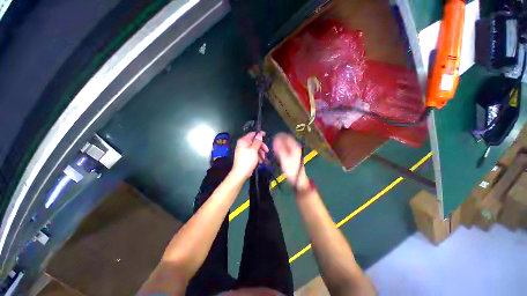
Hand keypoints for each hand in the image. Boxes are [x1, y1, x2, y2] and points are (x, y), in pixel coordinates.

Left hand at [231, 131, 268, 180]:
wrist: (241, 173)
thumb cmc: (247, 160)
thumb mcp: (254, 149)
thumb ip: (257, 141)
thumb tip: (260, 134)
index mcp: (243, 141)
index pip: (252, 134)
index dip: (259, 134)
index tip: (266, 135)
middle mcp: (243, 144)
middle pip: (254, 142)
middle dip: (261, 146)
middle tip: (266, 151)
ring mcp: (244, 151)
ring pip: (255, 148)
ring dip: (260, 152)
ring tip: (263, 158)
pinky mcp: (245, 156)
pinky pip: (253, 153)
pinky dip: (257, 156)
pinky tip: (260, 161)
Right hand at [272, 133, 309, 190]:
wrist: (297, 179)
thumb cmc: (291, 169)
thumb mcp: (284, 159)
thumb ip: (280, 148)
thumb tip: (275, 140)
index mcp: (294, 146)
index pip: (285, 136)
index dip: (278, 136)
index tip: (272, 140)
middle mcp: (295, 146)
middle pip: (285, 139)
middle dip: (278, 140)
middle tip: (272, 146)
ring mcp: (294, 150)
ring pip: (285, 143)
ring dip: (279, 145)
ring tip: (274, 149)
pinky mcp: (292, 154)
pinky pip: (285, 148)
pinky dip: (280, 148)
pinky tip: (277, 153)